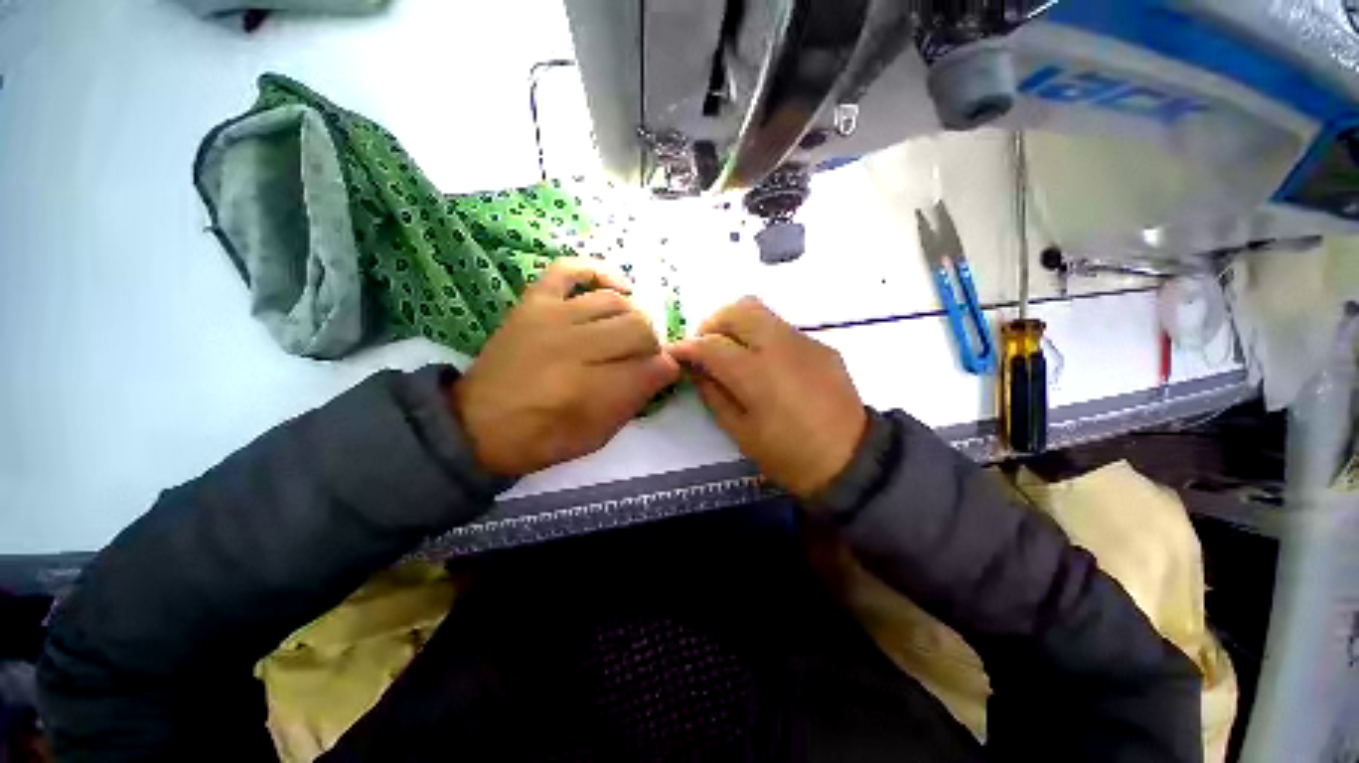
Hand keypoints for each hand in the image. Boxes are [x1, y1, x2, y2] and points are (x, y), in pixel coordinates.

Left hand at [450, 258, 679, 477]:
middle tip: (643, 358)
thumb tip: (667, 368)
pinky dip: (598, 271)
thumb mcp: (598, 435)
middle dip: (652, 345)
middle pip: (638, 327)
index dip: (667, 368)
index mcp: (589, 390)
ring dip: (633, 317)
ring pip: (614, 302)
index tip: (666, 373)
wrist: (479, 425)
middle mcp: (573, 346)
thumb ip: (635, 399)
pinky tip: (619, 287)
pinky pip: (568, 270)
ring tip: (630, 333)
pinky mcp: (534, 303)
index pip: (651, 366)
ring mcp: (551, 318)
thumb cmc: (544, 438)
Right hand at [668, 297, 866, 499]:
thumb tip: (696, 369)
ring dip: (737, 325)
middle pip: (738, 310)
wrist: (852, 461)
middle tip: (706, 347)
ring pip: (761, 312)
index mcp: (756, 373)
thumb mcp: (740, 432)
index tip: (674, 353)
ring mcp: (804, 341)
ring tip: (733, 352)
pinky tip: (766, 364)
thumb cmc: (789, 455)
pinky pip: (782, 328)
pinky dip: (762, 336)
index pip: (710, 344)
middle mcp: (779, 346)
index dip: (687, 347)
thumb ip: (713, 394)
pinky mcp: (820, 345)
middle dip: (713, 323)